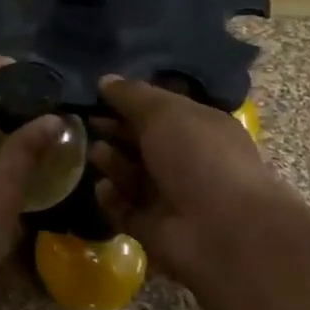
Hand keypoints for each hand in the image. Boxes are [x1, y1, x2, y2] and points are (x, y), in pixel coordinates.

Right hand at [91, 76, 288, 285]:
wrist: (221, 230)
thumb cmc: (198, 157)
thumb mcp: (164, 112)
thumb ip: (132, 95)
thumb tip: (105, 80)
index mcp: (199, 128)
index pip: (159, 110)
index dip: (129, 101)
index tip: (97, 94)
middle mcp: (186, 160)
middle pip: (141, 141)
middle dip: (114, 131)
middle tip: (87, 122)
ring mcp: (169, 196)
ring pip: (130, 174)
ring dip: (112, 162)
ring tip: (98, 153)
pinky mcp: (152, 226)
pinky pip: (123, 207)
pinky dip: (112, 197)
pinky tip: (105, 188)